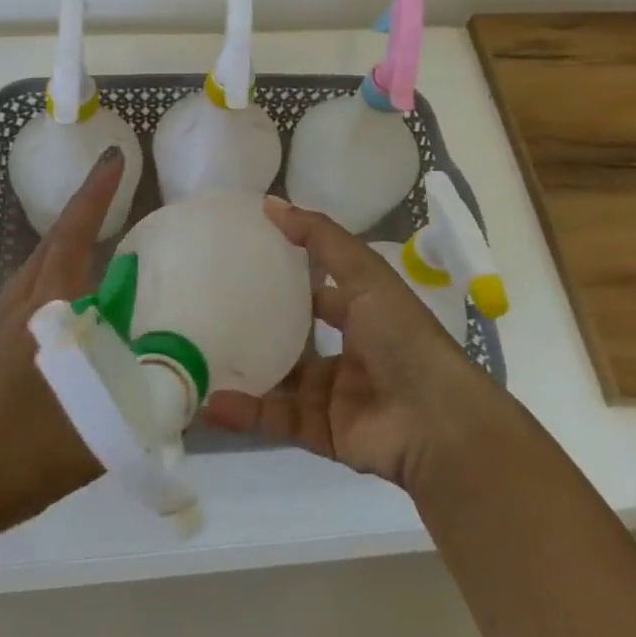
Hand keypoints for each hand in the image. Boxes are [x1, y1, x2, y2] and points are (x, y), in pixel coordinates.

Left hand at [0, 148, 122, 542]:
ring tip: (99, 232)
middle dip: (84, 208)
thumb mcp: (100, 429)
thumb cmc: (25, 453)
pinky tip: (70, 294)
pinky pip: (30, 287)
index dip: (95, 195)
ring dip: (67, 238)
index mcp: (46, 312)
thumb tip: (188, 376)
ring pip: (38, 263)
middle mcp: (21, 305)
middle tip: (115, 187)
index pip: (73, 236)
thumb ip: (148, 400)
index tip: (113, 158)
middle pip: (54, 241)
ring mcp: (0, 323)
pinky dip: (55, 269)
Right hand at [202, 197, 486, 489]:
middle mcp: (350, 353)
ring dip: (245, 373)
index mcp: (364, 314)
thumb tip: (270, 203)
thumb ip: (320, 239)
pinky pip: (279, 419)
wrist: (436, 421)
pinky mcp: (324, 433)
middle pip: (296, 339)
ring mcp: (336, 396)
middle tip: (210, 314)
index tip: (243, 265)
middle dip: (259, 330)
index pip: (320, 292)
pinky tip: (213, 403)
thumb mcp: (364, 274)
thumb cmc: (401, 336)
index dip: (288, 279)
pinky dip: (247, 412)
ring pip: (281, 382)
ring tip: (199, 360)